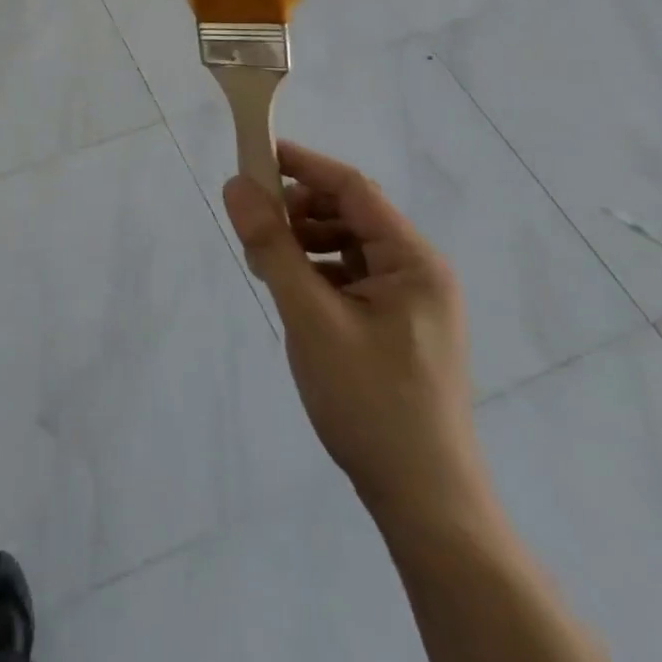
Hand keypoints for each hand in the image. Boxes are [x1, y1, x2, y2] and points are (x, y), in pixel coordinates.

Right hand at [221, 141, 485, 523]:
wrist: (424, 504)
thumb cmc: (370, 403)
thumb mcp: (311, 318)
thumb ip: (272, 247)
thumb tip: (237, 185)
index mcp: (413, 261)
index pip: (352, 188)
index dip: (302, 165)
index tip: (254, 156)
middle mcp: (419, 272)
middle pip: (349, 214)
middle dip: (298, 211)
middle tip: (253, 226)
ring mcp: (411, 302)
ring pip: (346, 246)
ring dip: (303, 243)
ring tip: (265, 265)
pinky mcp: (397, 327)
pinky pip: (350, 277)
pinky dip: (316, 273)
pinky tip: (290, 292)